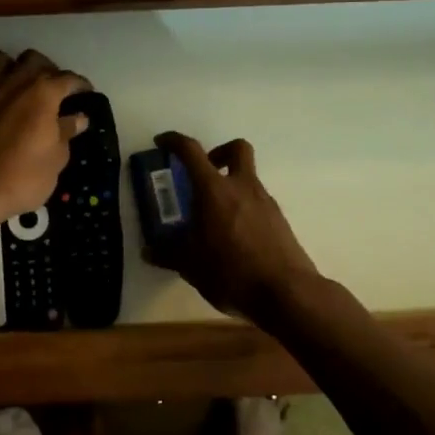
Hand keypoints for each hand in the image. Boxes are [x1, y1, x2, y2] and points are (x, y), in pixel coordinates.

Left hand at [0, 50, 90, 222]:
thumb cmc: (24, 176)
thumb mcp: (57, 158)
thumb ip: (67, 132)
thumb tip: (78, 118)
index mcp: (43, 93)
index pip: (68, 78)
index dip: (80, 85)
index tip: (86, 94)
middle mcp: (14, 83)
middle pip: (33, 59)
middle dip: (47, 69)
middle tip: (54, 89)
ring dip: (12, 67)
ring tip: (20, 85)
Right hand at [145, 132, 321, 324]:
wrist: (286, 293)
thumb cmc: (231, 272)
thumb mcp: (191, 266)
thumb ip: (168, 254)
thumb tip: (148, 251)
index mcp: (214, 190)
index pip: (191, 151)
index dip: (174, 141)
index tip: (163, 142)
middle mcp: (242, 187)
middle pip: (236, 148)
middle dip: (219, 152)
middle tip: (204, 173)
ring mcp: (265, 202)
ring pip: (248, 178)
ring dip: (231, 186)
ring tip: (215, 218)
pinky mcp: (280, 221)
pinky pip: (258, 203)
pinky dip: (244, 209)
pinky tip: (236, 238)